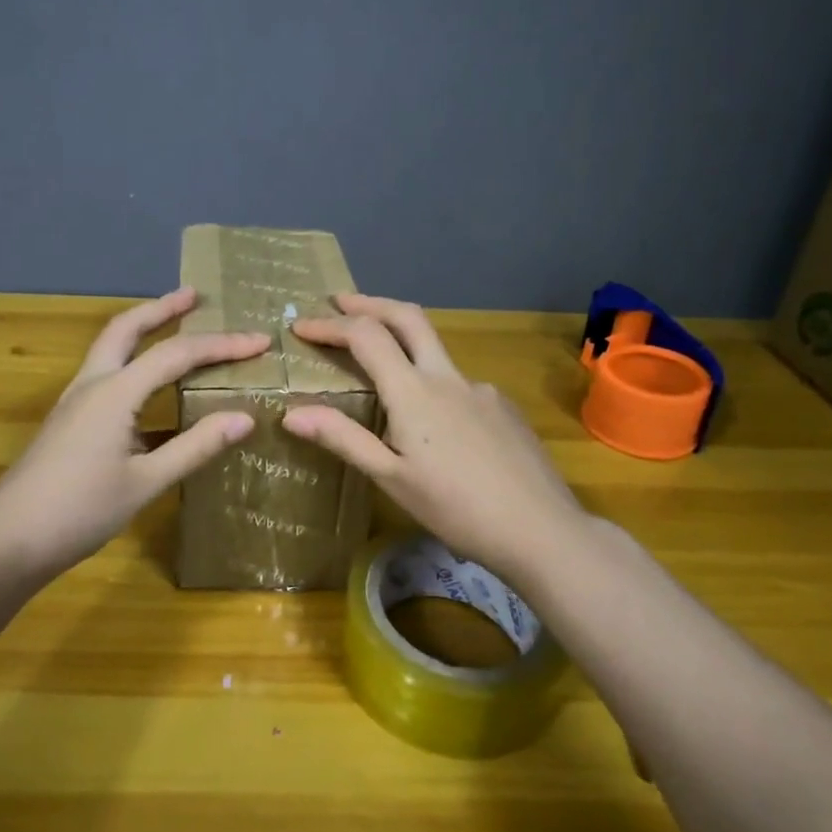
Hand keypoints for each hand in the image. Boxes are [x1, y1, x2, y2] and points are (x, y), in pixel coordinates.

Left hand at [0, 288, 269, 583]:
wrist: (7, 542)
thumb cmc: (79, 512)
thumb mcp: (146, 482)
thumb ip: (195, 447)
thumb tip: (245, 418)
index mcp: (114, 393)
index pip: (175, 354)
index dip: (221, 345)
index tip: (260, 341)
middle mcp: (92, 385)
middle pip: (126, 329)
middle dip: (162, 308)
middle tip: (194, 295)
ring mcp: (74, 402)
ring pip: (110, 349)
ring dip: (143, 330)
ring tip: (175, 326)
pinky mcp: (68, 422)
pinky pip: (106, 376)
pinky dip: (132, 363)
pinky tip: (150, 389)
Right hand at [283, 294, 586, 582]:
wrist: (540, 529)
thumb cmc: (456, 509)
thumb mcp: (391, 478)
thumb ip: (343, 438)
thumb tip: (291, 412)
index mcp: (414, 392)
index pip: (366, 336)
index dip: (330, 325)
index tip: (301, 326)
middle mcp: (448, 377)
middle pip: (407, 317)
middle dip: (370, 303)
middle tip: (340, 301)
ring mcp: (480, 389)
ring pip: (435, 351)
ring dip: (402, 342)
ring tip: (381, 371)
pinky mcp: (503, 407)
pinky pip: (458, 384)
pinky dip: (433, 385)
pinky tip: (435, 425)